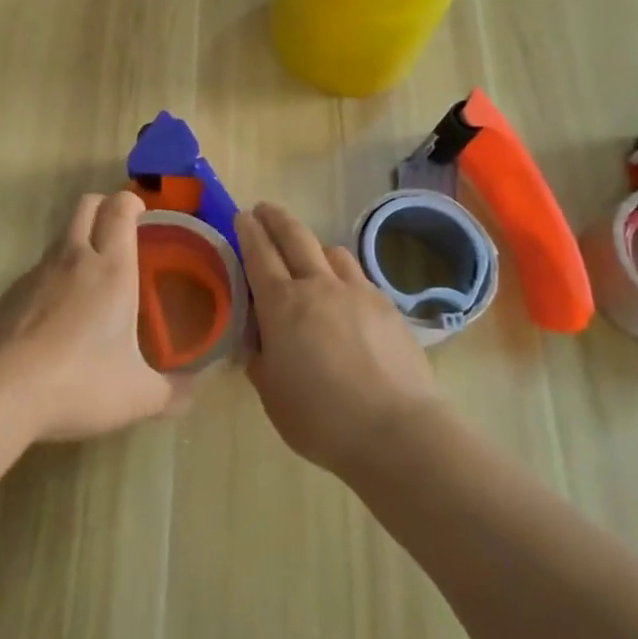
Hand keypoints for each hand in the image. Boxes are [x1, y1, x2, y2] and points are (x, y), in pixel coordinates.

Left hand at [0, 191, 191, 442]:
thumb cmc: (80, 384)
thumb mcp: (137, 396)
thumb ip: (171, 392)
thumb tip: (194, 391)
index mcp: (112, 270)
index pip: (119, 210)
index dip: (131, 202)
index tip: (141, 213)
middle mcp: (74, 259)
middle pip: (86, 205)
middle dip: (104, 206)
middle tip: (119, 231)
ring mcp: (36, 273)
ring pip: (60, 236)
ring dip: (78, 241)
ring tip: (92, 278)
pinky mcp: (10, 294)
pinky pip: (38, 270)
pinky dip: (53, 277)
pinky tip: (57, 315)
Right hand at [237, 202, 440, 475]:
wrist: (396, 429)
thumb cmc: (321, 418)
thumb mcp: (272, 392)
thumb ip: (261, 358)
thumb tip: (260, 341)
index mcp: (282, 304)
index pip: (259, 253)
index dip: (248, 231)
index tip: (242, 216)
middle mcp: (318, 286)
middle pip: (295, 236)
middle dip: (276, 217)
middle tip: (264, 209)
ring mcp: (357, 292)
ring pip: (332, 251)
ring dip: (313, 246)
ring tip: (308, 257)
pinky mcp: (387, 305)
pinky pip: (358, 276)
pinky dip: (343, 274)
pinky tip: (345, 295)